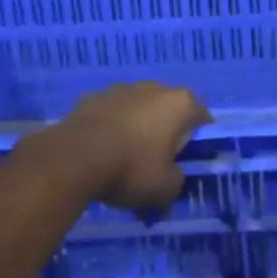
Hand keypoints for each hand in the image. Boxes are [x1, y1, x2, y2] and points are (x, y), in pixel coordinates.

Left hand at [47, 82, 210, 211]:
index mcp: (180, 104)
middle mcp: (154, 88)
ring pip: (138, 109)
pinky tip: (101, 152)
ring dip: (137, 127)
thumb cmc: (131, 168)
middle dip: (165, 131)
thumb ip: (176, 183)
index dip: (198, 139)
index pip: (201, 117)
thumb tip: (172, 179)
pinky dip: (111, 128)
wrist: (75, 157)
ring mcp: (121, 89)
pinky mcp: (92, 97)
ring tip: (125, 158)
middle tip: (157, 161)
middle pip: (168, 109)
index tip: (187, 160)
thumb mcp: (164, 189)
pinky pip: (111, 114)